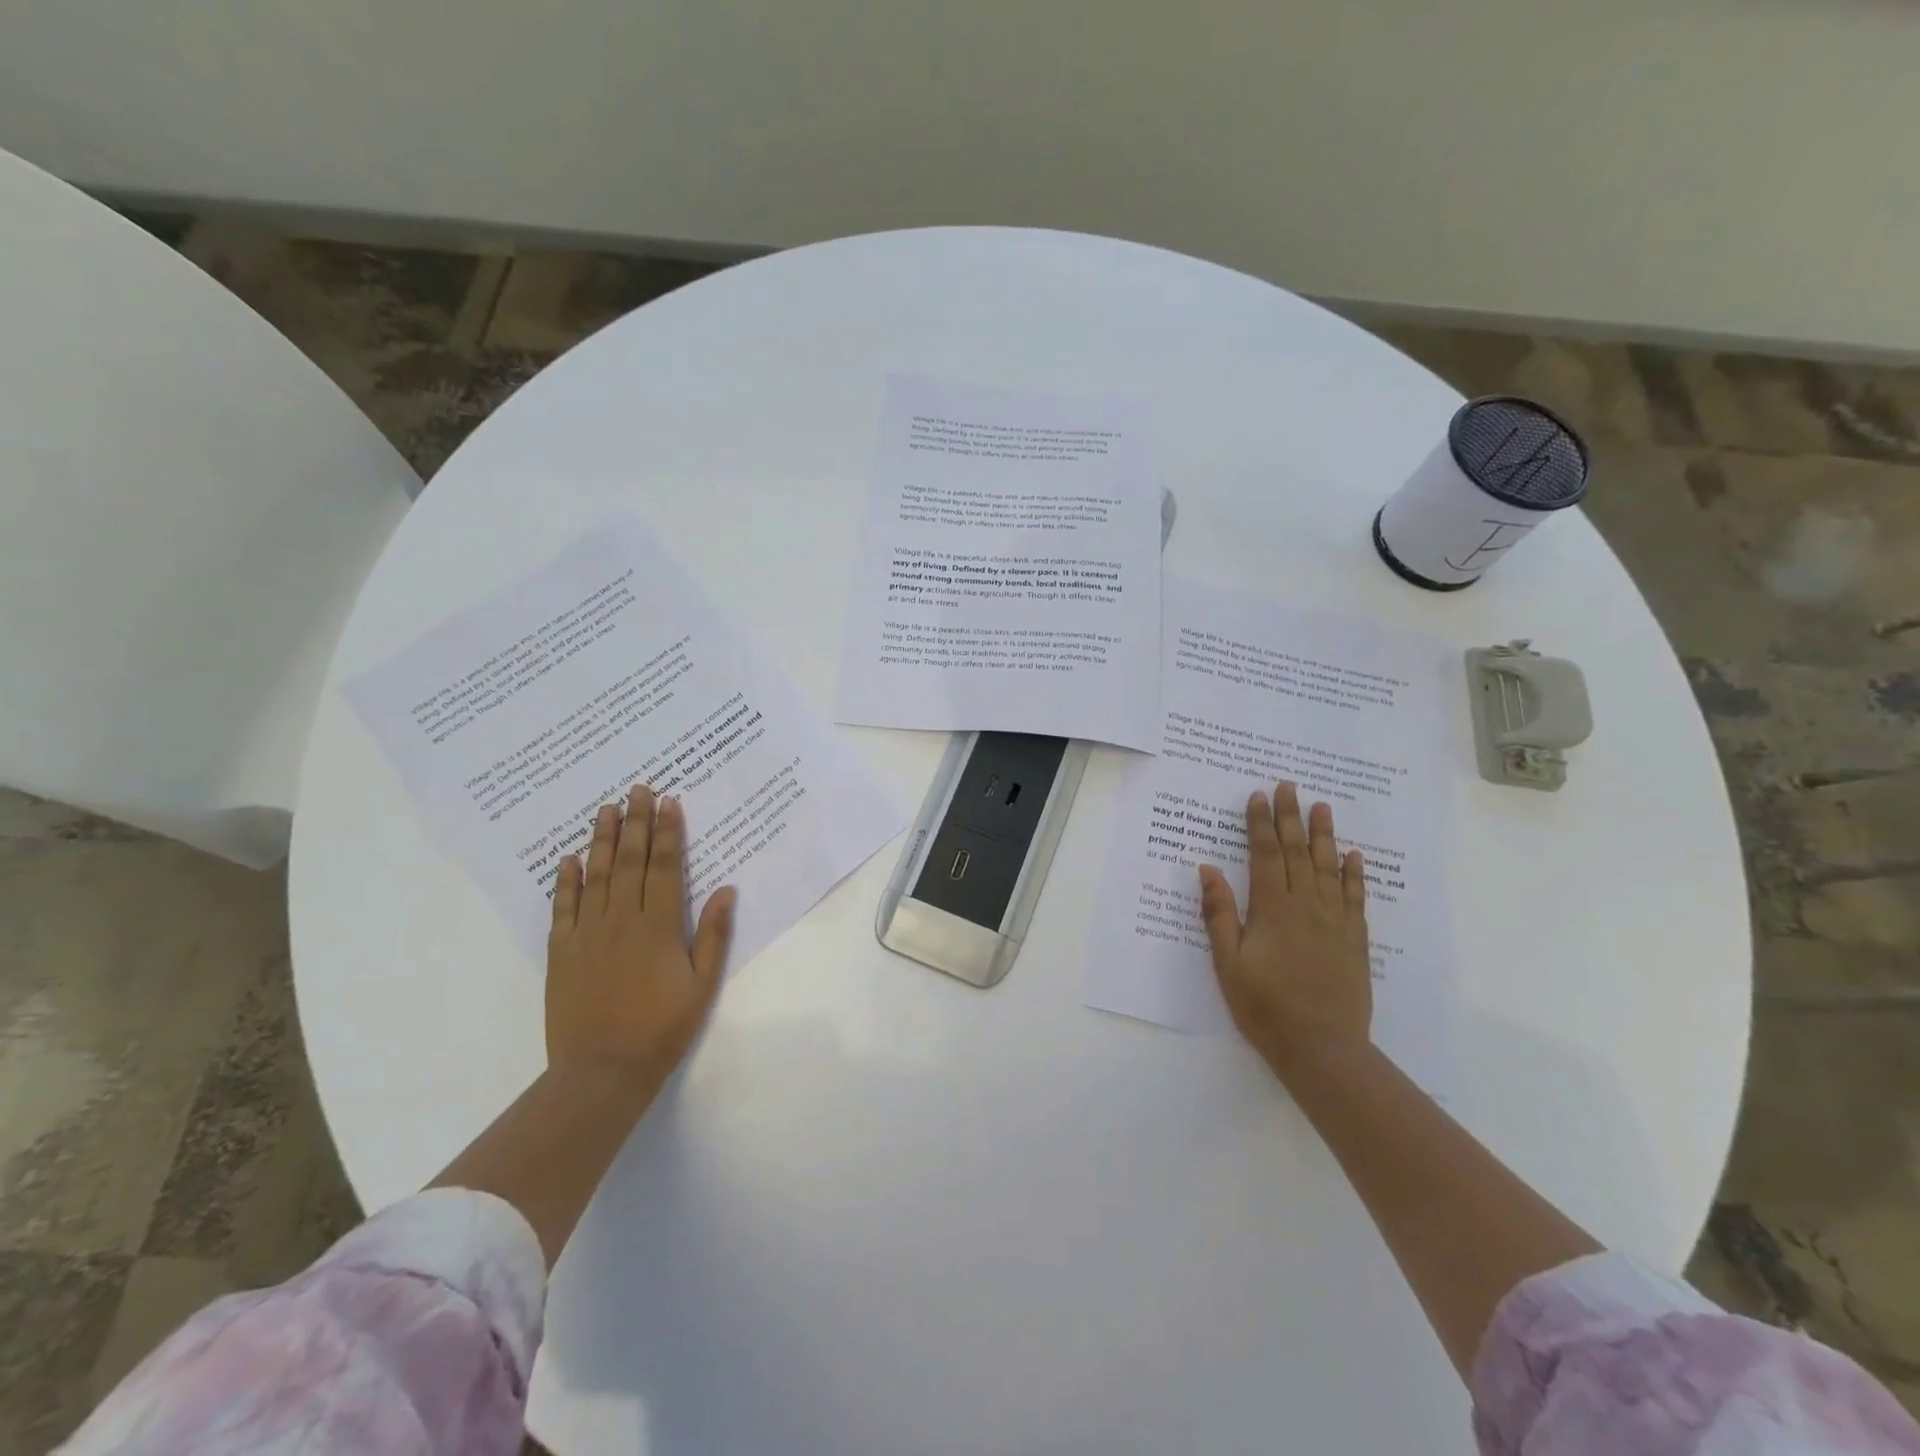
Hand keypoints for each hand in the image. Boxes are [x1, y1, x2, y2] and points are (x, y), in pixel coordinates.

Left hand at [546, 785, 735, 1081]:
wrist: (602, 1072)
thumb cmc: (662, 1028)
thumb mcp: (702, 985)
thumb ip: (712, 934)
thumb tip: (725, 889)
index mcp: (658, 926)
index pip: (664, 867)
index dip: (667, 832)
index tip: (669, 802)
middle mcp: (621, 920)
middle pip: (629, 861)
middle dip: (635, 822)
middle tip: (638, 789)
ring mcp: (587, 934)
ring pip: (596, 875)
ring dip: (602, 839)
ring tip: (606, 808)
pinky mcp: (561, 952)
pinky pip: (563, 907)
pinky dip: (566, 880)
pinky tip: (568, 858)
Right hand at [1198, 782, 1372, 1080]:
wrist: (1322, 1048)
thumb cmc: (1265, 1006)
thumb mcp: (1228, 963)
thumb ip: (1219, 914)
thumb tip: (1208, 869)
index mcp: (1272, 909)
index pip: (1266, 855)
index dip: (1261, 824)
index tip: (1258, 796)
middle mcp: (1306, 906)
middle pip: (1298, 852)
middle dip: (1291, 817)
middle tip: (1289, 786)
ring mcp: (1334, 922)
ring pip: (1328, 868)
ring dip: (1324, 835)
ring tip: (1322, 807)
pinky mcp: (1354, 940)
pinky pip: (1355, 898)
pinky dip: (1354, 874)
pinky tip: (1354, 857)